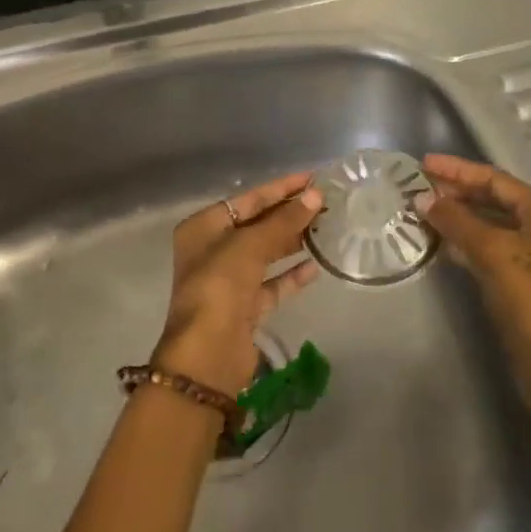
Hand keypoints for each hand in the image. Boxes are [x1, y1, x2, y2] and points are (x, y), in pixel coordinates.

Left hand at [154, 171, 324, 395]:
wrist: (208, 353)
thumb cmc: (220, 285)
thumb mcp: (251, 245)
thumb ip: (284, 220)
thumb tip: (316, 196)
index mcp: (204, 228)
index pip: (248, 199)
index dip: (281, 188)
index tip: (313, 178)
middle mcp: (213, 250)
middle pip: (257, 225)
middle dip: (290, 214)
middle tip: (327, 203)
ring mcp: (228, 281)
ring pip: (266, 254)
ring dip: (293, 242)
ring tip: (326, 228)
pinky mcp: (244, 307)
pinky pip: (272, 284)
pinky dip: (291, 275)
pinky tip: (316, 266)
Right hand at [417, 153, 530, 427]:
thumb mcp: (494, 257)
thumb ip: (458, 222)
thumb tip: (423, 197)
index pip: (496, 179)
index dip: (458, 170)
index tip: (423, 164)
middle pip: (494, 199)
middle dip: (456, 192)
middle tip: (417, 186)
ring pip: (491, 225)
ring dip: (459, 216)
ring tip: (422, 209)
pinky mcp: (524, 280)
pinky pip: (491, 249)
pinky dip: (466, 242)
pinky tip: (440, 242)